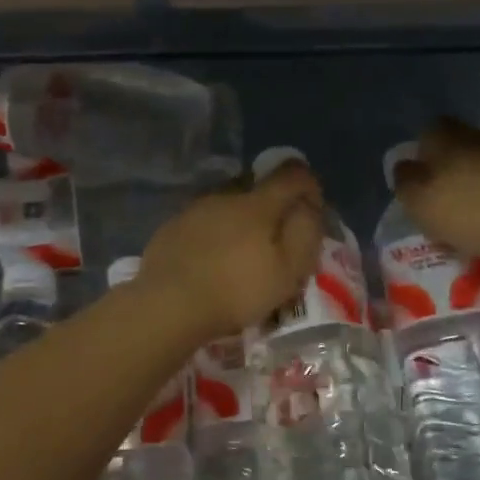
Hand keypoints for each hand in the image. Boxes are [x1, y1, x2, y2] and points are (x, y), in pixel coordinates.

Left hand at [138, 161, 324, 338]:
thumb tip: (308, 207)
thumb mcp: (288, 271)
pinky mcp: (172, 227)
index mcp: (258, 203)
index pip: (292, 174)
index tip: (311, 210)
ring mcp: (194, 209)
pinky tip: (211, 261)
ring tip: (240, 254)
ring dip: (240, 220)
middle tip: (275, 239)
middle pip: (257, 187)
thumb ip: (304, 233)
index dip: (308, 186)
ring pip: (227, 204)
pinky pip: (203, 221)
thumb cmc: (236, 291)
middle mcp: (225, 195)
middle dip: (272, 206)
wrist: (168, 304)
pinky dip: (214, 234)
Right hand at [391, 117, 479, 261]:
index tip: (421, 171)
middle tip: (444, 188)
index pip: (432, 128)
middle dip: (452, 158)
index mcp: (449, 139)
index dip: (424, 146)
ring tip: (471, 201)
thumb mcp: (417, 202)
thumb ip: (404, 179)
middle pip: (461, 139)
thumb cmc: (464, 214)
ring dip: (477, 172)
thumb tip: (404, 165)